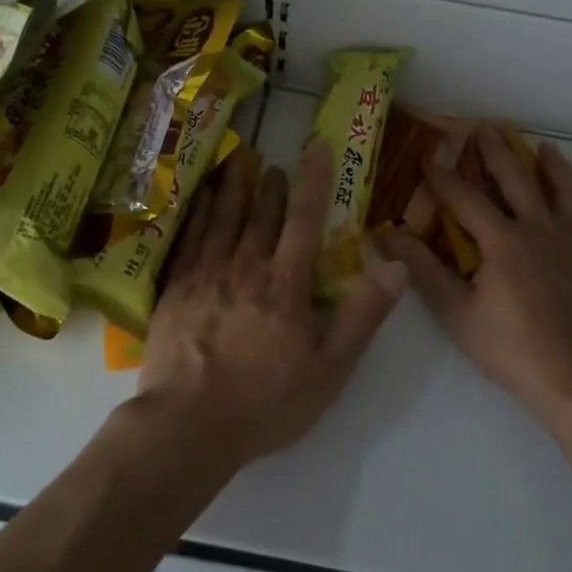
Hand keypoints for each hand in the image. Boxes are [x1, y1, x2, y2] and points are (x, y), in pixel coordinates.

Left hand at [136, 141, 407, 468]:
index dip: (313, 180)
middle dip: (270, 187)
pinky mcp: (174, 290)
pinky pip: (187, 240)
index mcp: (284, 283)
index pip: (304, 219)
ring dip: (232, 190)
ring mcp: (204, 276)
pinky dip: (195, 215)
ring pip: (221, 220)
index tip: (316, 146)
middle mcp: (244, 267)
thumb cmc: (266, 402)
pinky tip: (197, 202)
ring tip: (236, 164)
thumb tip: (397, 266)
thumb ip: (363, 315)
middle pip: (260, 215)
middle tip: (273, 164)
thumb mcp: (330, 368)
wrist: (187, 425)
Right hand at [379, 126, 571, 430]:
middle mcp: (541, 229)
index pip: (465, 198)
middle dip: (497, 152)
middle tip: (485, 128)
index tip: (426, 155)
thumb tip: (386, 235)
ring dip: (554, 166)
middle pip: (517, 179)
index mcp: (502, 240)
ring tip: (545, 147)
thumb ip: (422, 270)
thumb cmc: (514, 349)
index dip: (442, 176)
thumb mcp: (457, 313)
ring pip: (567, 192)